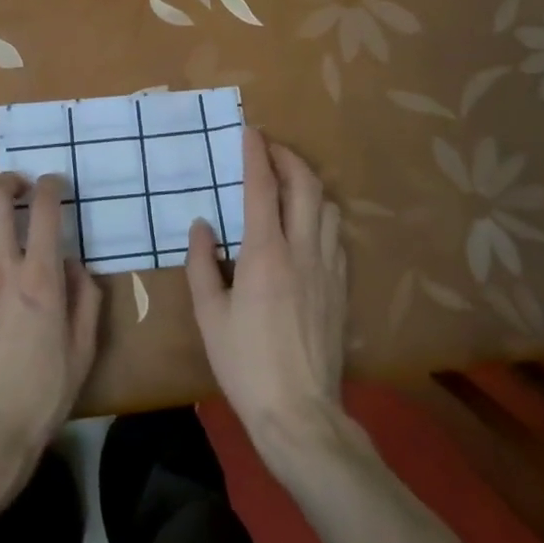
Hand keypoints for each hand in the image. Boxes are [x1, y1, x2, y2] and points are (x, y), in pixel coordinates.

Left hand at [0, 174, 100, 495]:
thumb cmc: (40, 394)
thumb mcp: (82, 351)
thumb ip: (84, 300)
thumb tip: (74, 266)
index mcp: (40, 278)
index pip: (44, 209)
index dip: (50, 186)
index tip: (54, 185)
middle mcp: (1, 267)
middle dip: (8, 181)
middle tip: (18, 189)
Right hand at [186, 127, 345, 453]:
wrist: (300, 412)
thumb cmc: (245, 363)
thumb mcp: (209, 315)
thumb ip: (202, 264)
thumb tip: (202, 226)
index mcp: (265, 254)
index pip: (263, 188)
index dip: (256, 154)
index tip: (249, 131)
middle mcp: (302, 251)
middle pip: (305, 186)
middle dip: (288, 157)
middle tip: (270, 148)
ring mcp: (328, 269)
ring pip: (328, 207)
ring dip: (309, 184)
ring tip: (289, 182)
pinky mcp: (341, 288)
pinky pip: (337, 235)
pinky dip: (322, 215)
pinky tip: (309, 225)